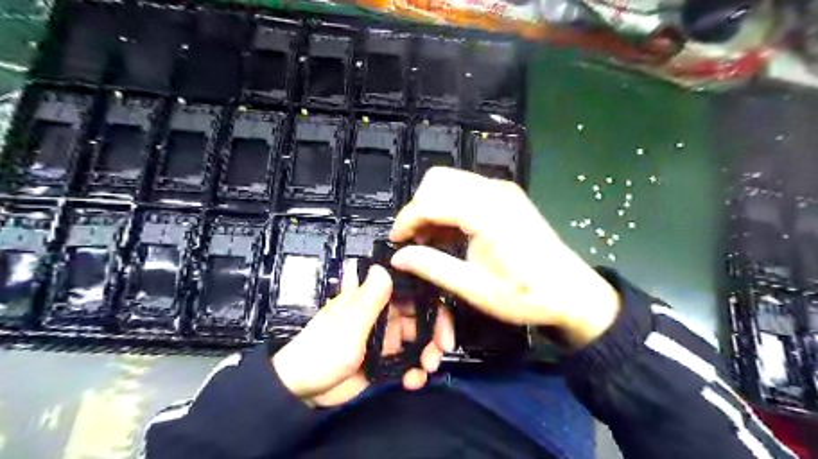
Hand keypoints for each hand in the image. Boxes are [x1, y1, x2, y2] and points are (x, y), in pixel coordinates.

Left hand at [272, 266, 452, 409]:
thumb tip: (383, 266)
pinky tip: (413, 381)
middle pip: (421, 317)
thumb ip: (368, 298)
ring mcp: (385, 337)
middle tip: (438, 353)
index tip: (443, 323)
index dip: (433, 303)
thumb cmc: (321, 352)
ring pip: (418, 340)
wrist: (301, 390)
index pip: (411, 291)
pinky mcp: (384, 359)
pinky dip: (415, 371)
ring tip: (425, 371)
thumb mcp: (347, 325)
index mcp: (374, 299)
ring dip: (427, 354)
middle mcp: (383, 315)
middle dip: (434, 334)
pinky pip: (408, 361)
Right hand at [390, 167, 620, 346]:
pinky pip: (466, 188)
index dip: (406, 220)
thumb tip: (398, 257)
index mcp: (486, 212)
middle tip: (415, 239)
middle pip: (437, 180)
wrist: (572, 293)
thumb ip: (433, 267)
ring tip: (430, 239)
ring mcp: (502, 190)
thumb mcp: (475, 288)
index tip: (395, 242)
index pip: (430, 201)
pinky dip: (450, 205)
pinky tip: (450, 232)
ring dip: (433, 205)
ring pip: (450, 181)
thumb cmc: (525, 294)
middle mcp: (493, 190)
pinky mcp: (507, 195)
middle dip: (419, 207)